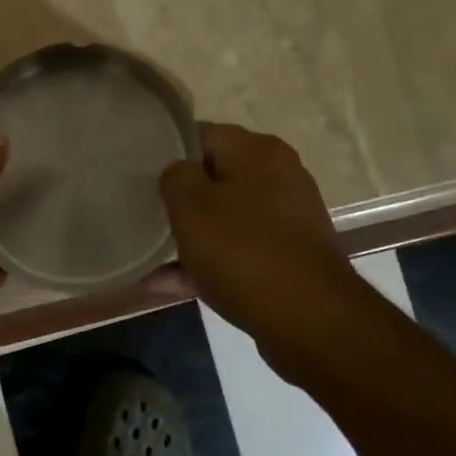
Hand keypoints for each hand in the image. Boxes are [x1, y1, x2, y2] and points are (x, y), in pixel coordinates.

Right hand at [160, 123, 364, 380]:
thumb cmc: (243, 251)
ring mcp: (288, 217)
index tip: (144, 180)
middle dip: (181, 201)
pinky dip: (212, 264)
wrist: (311, 320)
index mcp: (257, 149)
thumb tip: (178, 172)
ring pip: (226, 218)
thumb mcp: (190, 205)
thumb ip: (175, 176)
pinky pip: (240, 250)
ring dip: (193, 238)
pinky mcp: (290, 255)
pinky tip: (172, 286)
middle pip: (215, 178)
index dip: (168, 155)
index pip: (201, 135)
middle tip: (149, 218)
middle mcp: (279, 174)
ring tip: (153, 260)